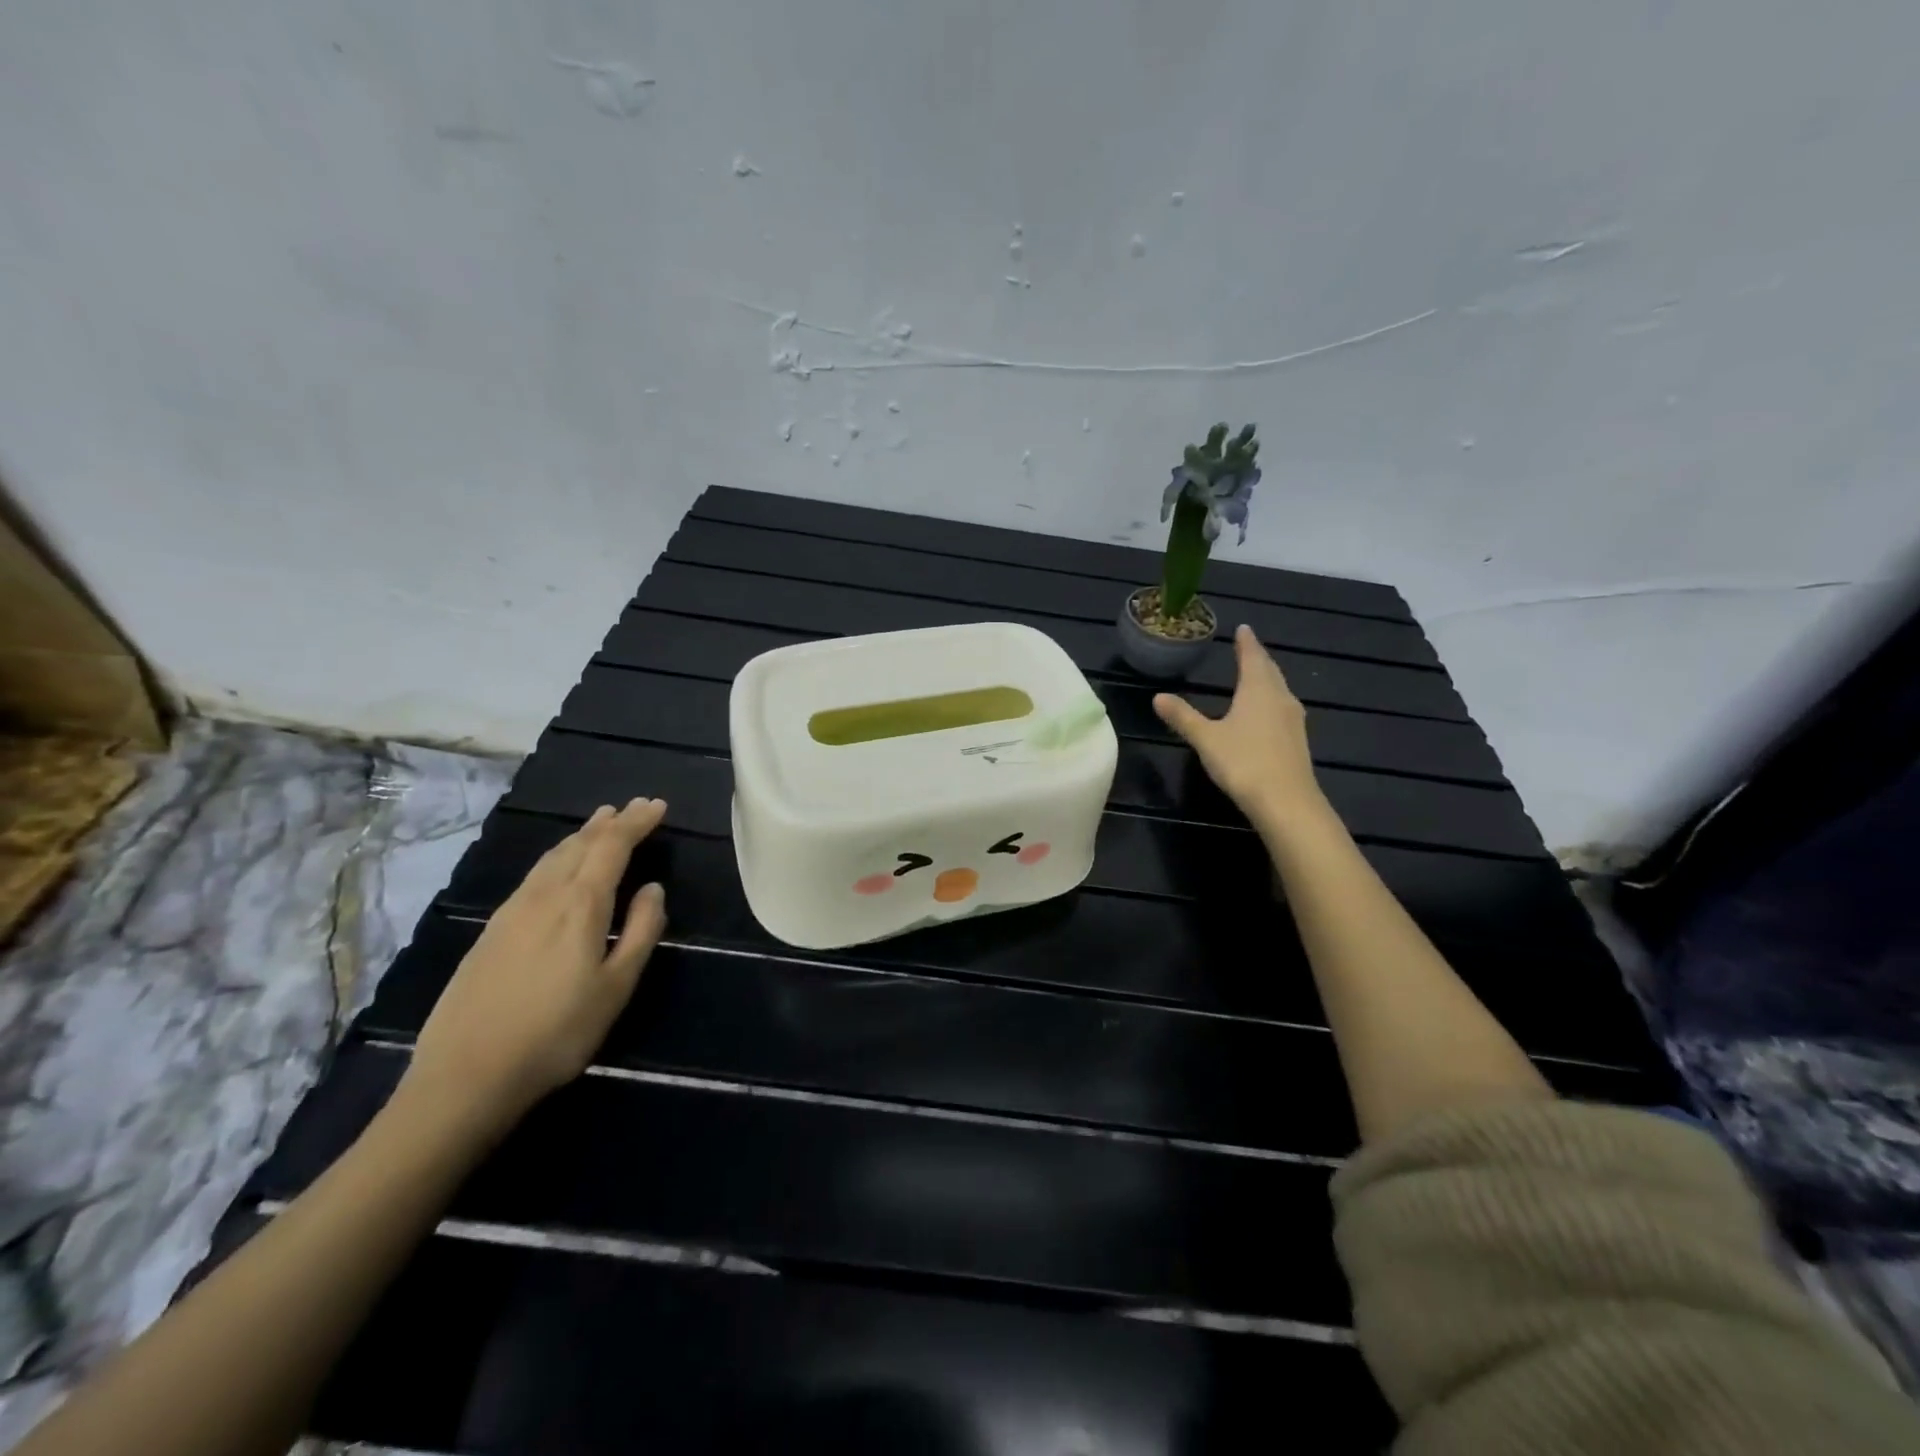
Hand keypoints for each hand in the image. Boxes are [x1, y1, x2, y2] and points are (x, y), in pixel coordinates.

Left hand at [401, 798, 667, 1130]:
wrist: (464, 1077)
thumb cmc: (557, 1033)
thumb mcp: (617, 986)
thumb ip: (641, 931)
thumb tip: (654, 888)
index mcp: (580, 904)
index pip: (613, 846)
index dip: (636, 822)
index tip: (657, 805)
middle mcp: (545, 896)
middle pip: (581, 844)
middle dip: (611, 822)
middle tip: (635, 807)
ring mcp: (511, 911)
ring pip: (552, 857)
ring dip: (582, 835)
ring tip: (600, 822)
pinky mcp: (490, 930)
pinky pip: (534, 875)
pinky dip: (557, 857)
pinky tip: (558, 866)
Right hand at [1153, 625, 1325, 827]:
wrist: (1286, 802)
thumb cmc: (1243, 762)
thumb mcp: (1206, 738)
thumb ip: (1183, 716)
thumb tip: (1158, 696)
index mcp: (1258, 690)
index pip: (1252, 658)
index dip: (1246, 643)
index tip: (1243, 629)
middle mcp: (1280, 698)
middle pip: (1270, 671)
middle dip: (1258, 658)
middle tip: (1249, 647)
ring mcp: (1293, 720)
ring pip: (1279, 690)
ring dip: (1268, 679)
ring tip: (1257, 674)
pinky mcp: (1297, 740)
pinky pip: (1283, 708)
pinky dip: (1272, 699)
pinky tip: (1266, 711)